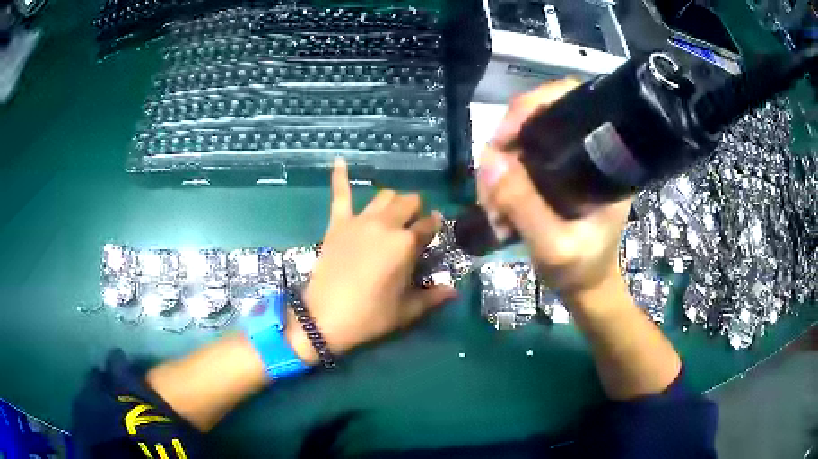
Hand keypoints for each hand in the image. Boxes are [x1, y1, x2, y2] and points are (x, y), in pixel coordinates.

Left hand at [286, 159, 457, 363]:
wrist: (325, 318)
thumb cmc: (369, 316)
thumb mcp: (406, 311)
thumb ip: (432, 297)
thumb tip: (454, 291)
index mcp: (405, 244)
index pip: (428, 225)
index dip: (434, 227)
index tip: (434, 230)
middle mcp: (385, 225)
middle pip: (408, 202)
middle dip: (416, 210)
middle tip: (413, 225)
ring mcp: (360, 221)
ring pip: (383, 195)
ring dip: (393, 200)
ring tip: (393, 211)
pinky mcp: (338, 223)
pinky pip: (339, 194)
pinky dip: (340, 176)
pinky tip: (340, 159)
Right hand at [477, 79, 631, 299]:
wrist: (587, 287)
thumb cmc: (582, 270)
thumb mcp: (554, 247)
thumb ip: (525, 207)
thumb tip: (490, 162)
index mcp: (605, 158)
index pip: (570, 100)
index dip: (531, 107)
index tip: (501, 138)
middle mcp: (587, 149)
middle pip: (537, 118)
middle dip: (504, 146)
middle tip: (488, 188)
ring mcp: (567, 160)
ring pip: (521, 139)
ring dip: (497, 168)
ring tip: (491, 207)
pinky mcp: (553, 172)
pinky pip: (517, 159)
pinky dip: (500, 177)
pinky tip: (495, 205)